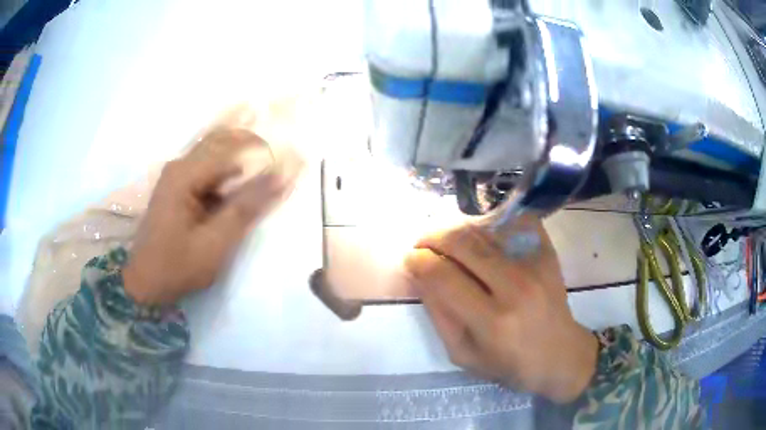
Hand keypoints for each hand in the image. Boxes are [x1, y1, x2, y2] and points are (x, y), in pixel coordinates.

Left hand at [123, 128, 294, 304]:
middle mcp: (180, 166)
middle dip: (253, 139)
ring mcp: (177, 175)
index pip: (232, 149)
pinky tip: (241, 165)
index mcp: (186, 175)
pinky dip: (228, 161)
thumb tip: (282, 176)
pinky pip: (207, 163)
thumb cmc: (178, 266)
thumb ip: (247, 207)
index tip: (292, 155)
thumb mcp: (216, 243)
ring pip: (214, 148)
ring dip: (241, 146)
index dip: (264, 150)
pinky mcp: (177, 186)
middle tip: (282, 136)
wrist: (145, 283)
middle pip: (222, 140)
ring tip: (267, 141)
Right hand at [404, 216, 597, 402]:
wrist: (559, 354)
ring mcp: (535, 265)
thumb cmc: (508, 364)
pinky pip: (513, 221)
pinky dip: (491, 221)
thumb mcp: (462, 354)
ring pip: (484, 228)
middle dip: (432, 237)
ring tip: (447, 240)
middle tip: (423, 243)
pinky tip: (480, 234)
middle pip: (463, 243)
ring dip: (457, 229)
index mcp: (491, 321)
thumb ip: (439, 315)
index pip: (443, 276)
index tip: (411, 259)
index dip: (418, 261)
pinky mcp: (547, 253)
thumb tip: (419, 275)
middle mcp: (515, 287)